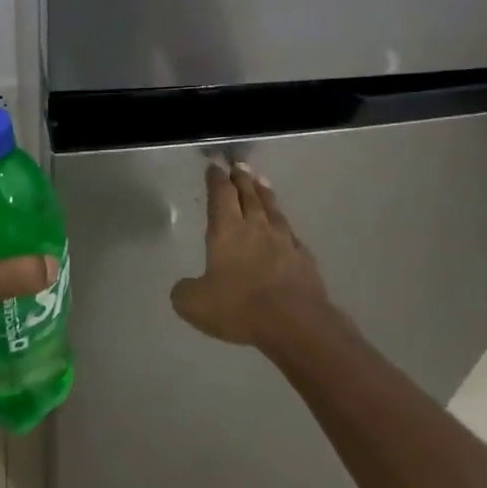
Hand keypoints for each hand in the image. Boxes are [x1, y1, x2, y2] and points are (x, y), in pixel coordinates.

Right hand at [172, 163, 334, 350]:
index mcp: (227, 231)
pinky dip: (283, 223)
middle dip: (241, 178)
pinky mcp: (303, 257)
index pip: (221, 195)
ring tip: (261, 181)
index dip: (216, 179)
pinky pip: (290, 232)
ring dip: (264, 193)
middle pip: (248, 194)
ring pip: (272, 208)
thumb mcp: (195, 305)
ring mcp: (283, 240)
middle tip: (238, 165)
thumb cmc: (240, 307)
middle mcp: (256, 227)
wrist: (295, 322)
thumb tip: (183, 287)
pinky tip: (284, 226)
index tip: (214, 166)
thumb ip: (184, 292)